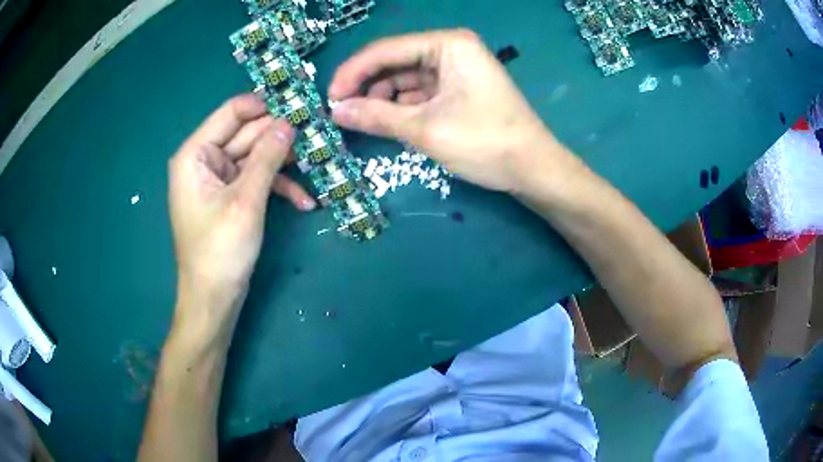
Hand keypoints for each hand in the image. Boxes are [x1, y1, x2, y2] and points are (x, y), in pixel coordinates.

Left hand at [168, 95, 313, 334]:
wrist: (214, 299)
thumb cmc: (220, 251)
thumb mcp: (245, 201)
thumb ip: (266, 157)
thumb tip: (289, 122)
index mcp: (195, 154)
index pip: (232, 112)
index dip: (265, 106)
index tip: (299, 107)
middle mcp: (205, 160)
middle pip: (247, 134)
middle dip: (280, 137)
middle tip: (318, 134)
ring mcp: (218, 179)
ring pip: (256, 157)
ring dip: (285, 164)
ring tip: (318, 165)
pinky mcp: (231, 196)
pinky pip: (256, 180)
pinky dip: (278, 187)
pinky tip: (305, 201)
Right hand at [328, 29, 576, 193]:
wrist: (533, 169)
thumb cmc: (484, 142)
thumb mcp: (425, 129)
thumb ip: (376, 116)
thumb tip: (334, 111)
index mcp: (447, 45)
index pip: (386, 50)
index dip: (353, 73)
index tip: (328, 98)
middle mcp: (451, 49)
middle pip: (395, 63)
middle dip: (367, 87)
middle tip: (340, 113)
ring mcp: (457, 70)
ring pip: (406, 79)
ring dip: (382, 100)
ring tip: (360, 122)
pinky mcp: (459, 90)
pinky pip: (421, 93)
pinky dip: (402, 107)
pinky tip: (386, 123)